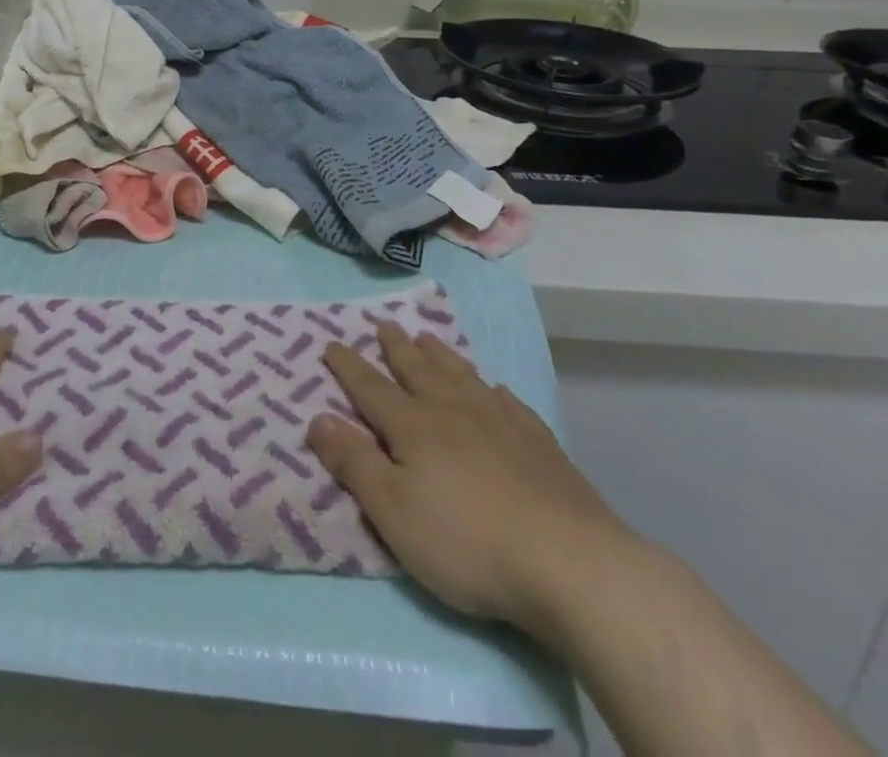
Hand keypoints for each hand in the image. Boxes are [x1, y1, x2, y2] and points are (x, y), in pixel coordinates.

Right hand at [306, 323, 631, 634]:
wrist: (570, 563)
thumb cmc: (467, 542)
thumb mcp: (394, 511)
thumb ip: (354, 462)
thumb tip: (317, 417)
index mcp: (414, 426)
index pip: (371, 387)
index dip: (348, 366)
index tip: (331, 342)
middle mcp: (453, 411)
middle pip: (417, 369)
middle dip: (395, 346)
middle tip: (383, 323)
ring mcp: (500, 422)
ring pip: (461, 375)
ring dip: (440, 354)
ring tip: (427, 337)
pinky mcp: (539, 443)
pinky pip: (508, 402)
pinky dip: (493, 389)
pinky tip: (494, 388)